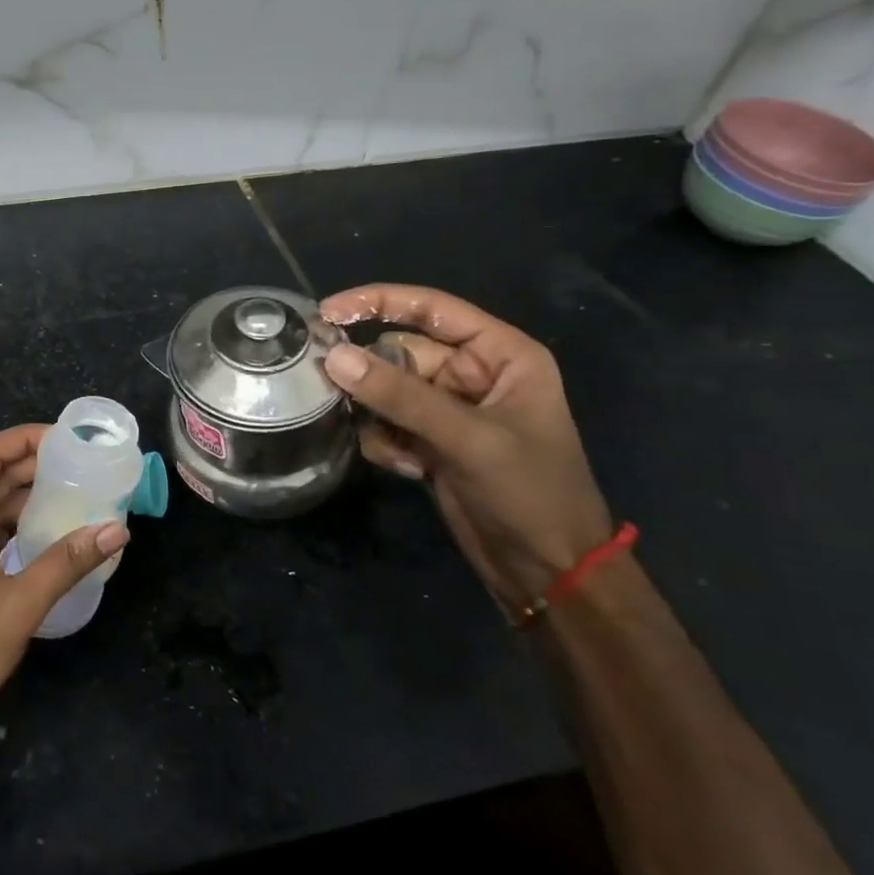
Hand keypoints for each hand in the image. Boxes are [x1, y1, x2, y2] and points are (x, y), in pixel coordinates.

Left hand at [0, 425, 128, 739]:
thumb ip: (68, 562)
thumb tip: (116, 531)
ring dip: (20, 499)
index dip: (22, 439)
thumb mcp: (21, 604)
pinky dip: (7, 527)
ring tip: (68, 495)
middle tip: (76, 466)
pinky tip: (40, 535)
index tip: (62, 439)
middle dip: (29, 467)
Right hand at [318, 284, 613, 615]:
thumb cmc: (529, 493)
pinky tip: (409, 469)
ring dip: (377, 415)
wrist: (548, 572)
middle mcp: (471, 374)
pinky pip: (385, 422)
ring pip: (385, 389)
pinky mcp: (429, 440)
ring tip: (394, 446)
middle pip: (399, 352)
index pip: (430, 309)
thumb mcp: (468, 439)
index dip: (377, 302)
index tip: (325, 312)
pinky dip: (385, 442)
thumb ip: (400, 396)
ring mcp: (448, 409)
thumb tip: (333, 356)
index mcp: (499, 354)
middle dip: (372, 376)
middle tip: (337, 392)